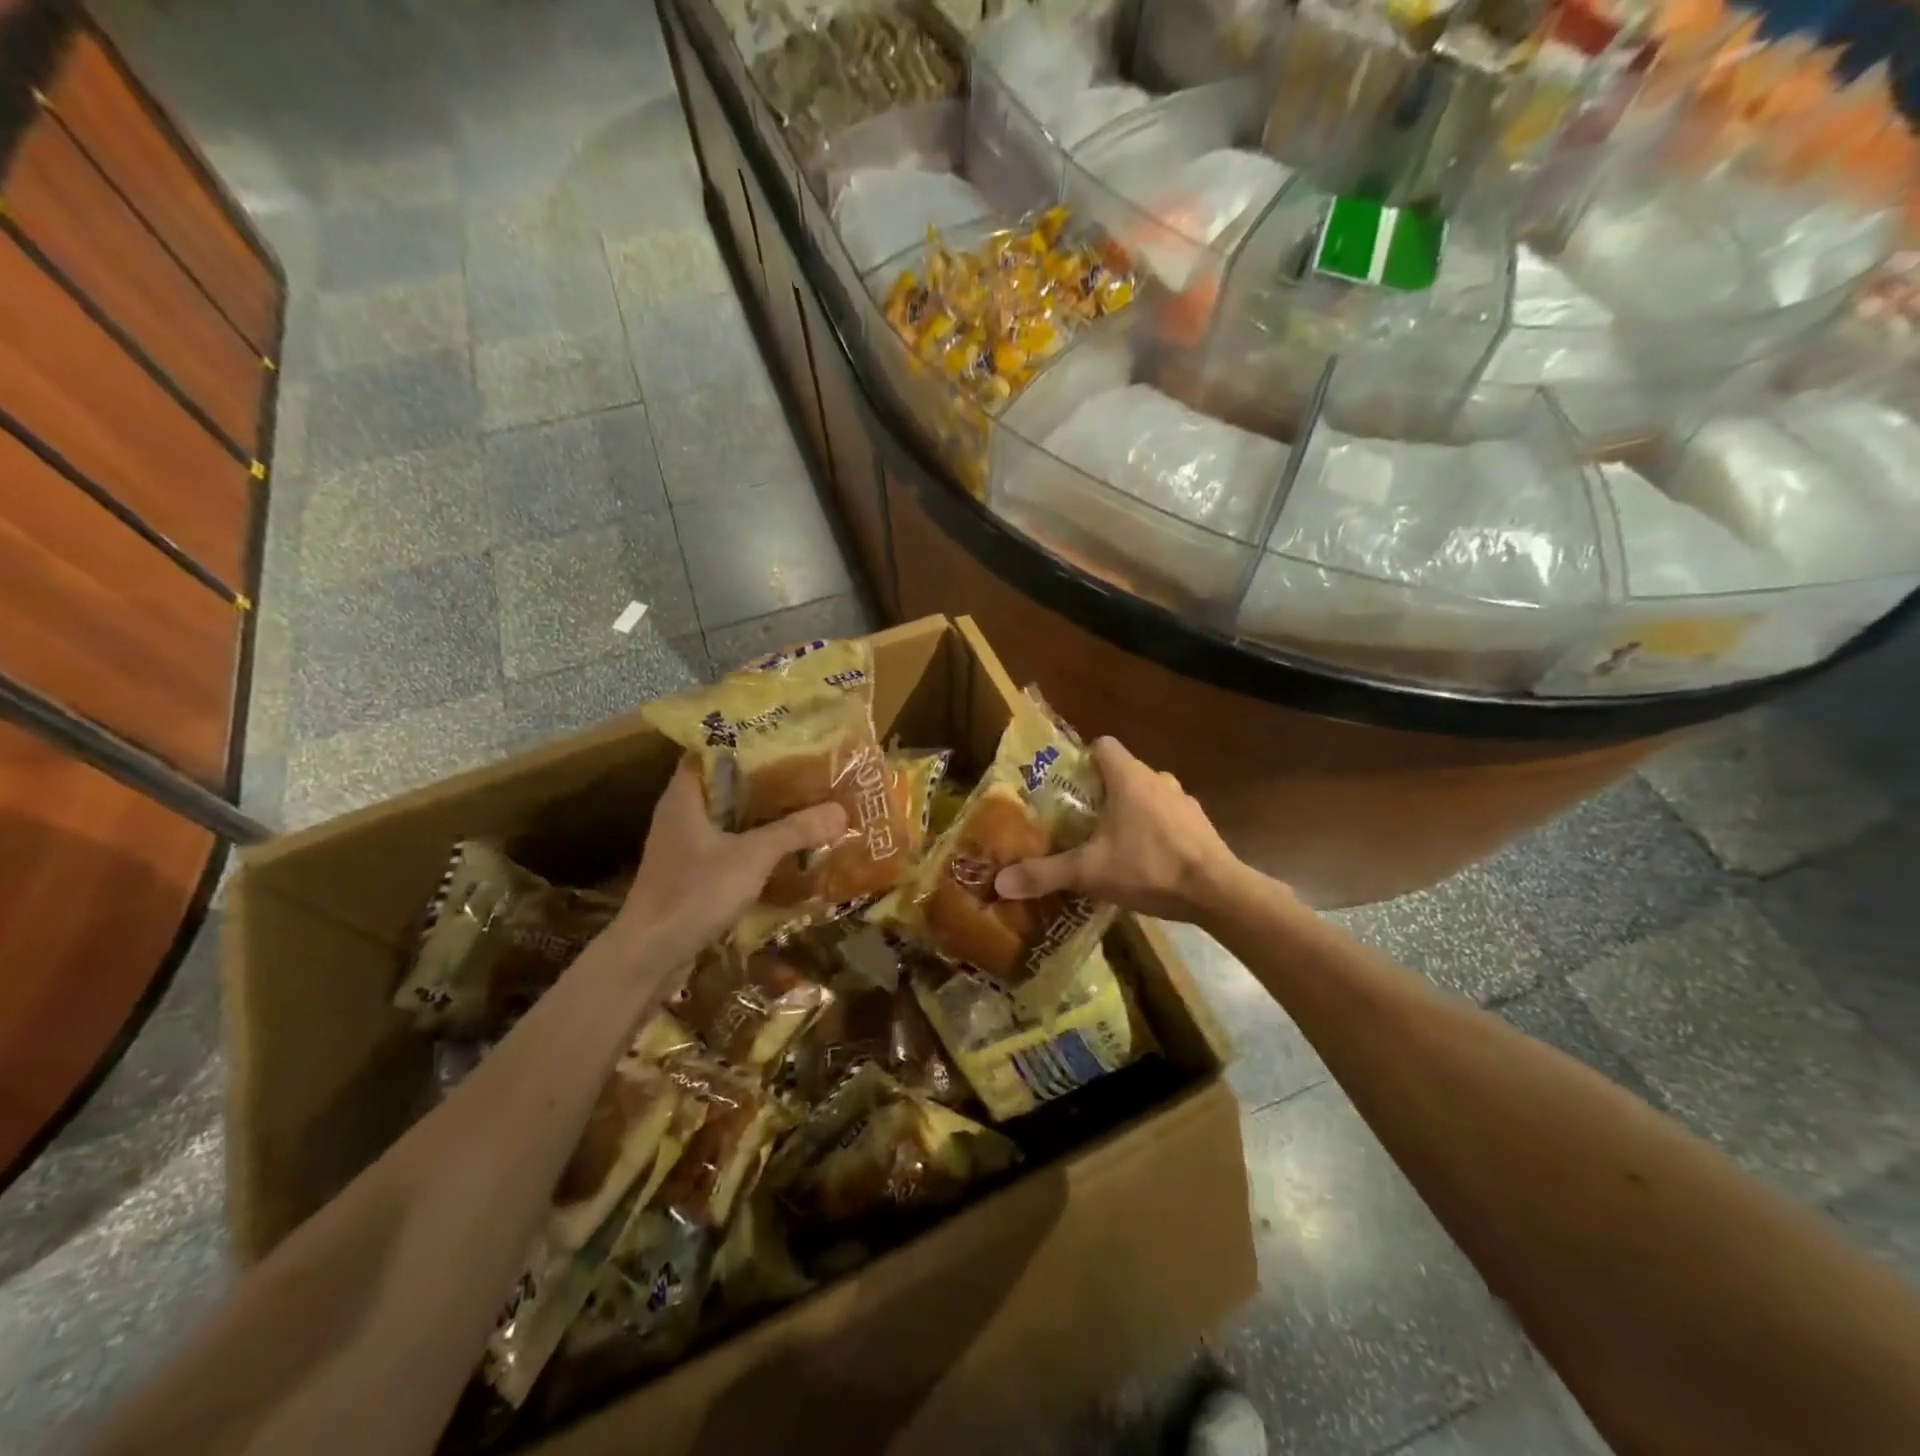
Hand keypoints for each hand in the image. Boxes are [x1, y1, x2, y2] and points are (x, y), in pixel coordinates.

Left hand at [614, 756, 846, 958]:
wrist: (649, 955)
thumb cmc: (694, 893)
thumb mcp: (752, 856)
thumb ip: (795, 831)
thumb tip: (840, 810)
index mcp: (684, 797)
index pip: (710, 751)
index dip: (745, 741)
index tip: (784, 738)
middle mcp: (680, 815)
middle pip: (724, 785)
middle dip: (763, 779)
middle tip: (805, 771)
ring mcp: (683, 847)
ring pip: (727, 819)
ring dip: (760, 814)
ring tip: (803, 804)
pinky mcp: (690, 875)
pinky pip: (727, 847)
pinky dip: (753, 844)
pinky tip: (784, 848)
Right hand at [992, 737, 1248, 923]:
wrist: (1216, 892)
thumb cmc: (1148, 867)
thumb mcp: (1089, 872)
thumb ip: (1045, 874)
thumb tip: (1000, 883)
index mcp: (1128, 777)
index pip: (1102, 745)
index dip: (1082, 760)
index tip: (1067, 787)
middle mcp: (1157, 779)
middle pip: (1121, 773)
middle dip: (1100, 793)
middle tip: (1079, 821)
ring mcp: (1183, 801)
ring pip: (1146, 795)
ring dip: (1129, 812)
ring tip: (1110, 844)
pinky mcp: (1200, 825)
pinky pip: (1168, 818)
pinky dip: (1154, 831)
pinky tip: (1145, 861)